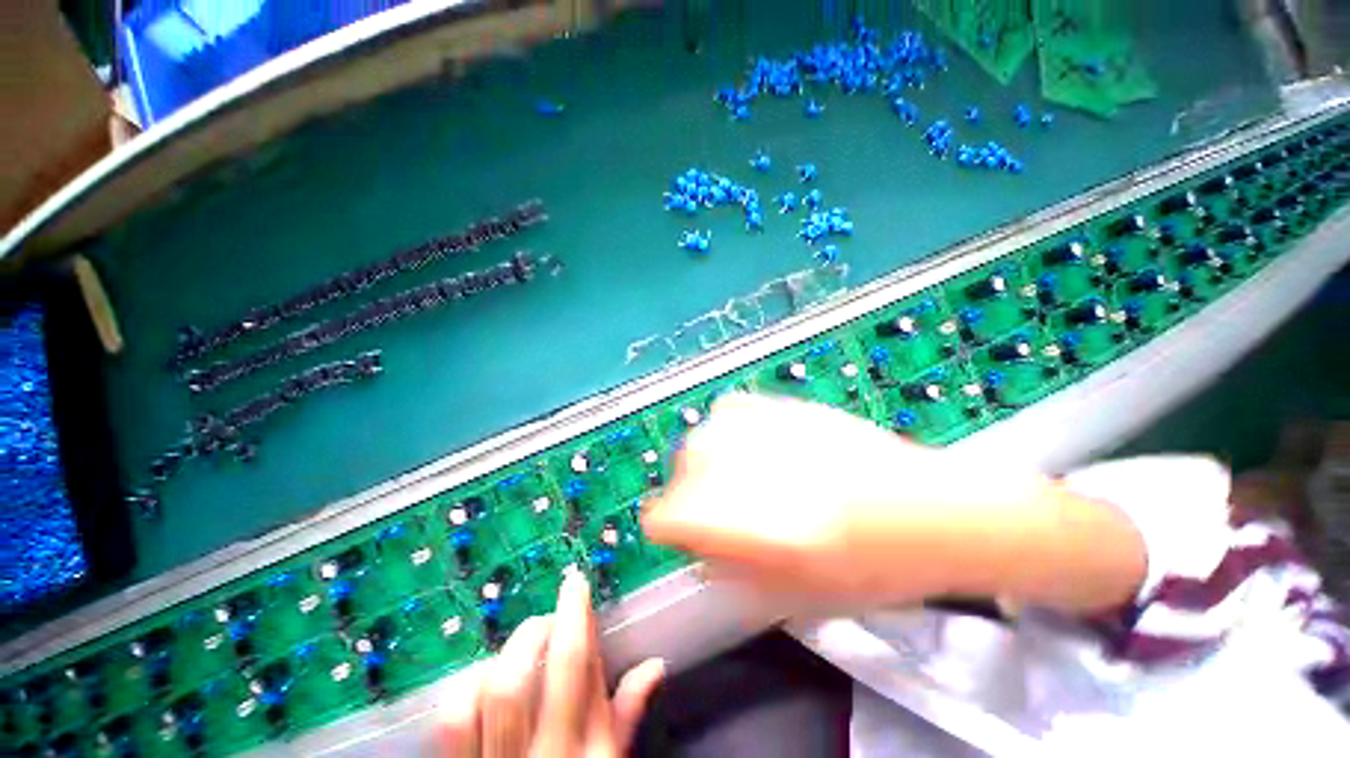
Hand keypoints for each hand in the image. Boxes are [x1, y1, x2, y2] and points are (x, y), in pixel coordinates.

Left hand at [440, 569, 664, 756]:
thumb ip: (628, 713)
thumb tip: (655, 663)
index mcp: (584, 752)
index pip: (577, 670)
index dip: (575, 617)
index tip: (575, 584)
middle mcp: (539, 757)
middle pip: (521, 682)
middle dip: (536, 631)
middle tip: (549, 616)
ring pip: (483, 698)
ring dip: (503, 655)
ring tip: (520, 646)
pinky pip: (453, 722)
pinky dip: (468, 685)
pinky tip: (484, 676)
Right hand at [642, 393, 1144, 612]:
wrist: (939, 510)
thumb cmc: (878, 569)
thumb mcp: (802, 594)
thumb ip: (734, 566)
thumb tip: (694, 545)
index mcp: (766, 528)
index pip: (674, 514)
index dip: (665, 524)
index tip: (673, 531)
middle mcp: (765, 470)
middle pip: (685, 465)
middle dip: (685, 490)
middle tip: (708, 506)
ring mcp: (780, 431)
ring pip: (704, 433)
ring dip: (704, 457)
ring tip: (728, 473)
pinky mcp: (794, 407)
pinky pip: (732, 408)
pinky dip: (726, 427)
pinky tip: (748, 444)